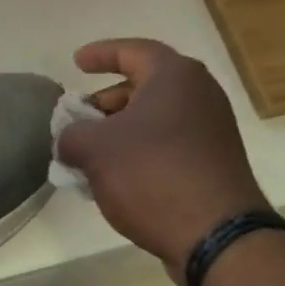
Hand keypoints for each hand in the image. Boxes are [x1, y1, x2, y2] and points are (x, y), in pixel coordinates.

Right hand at [56, 39, 268, 271]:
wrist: (215, 234)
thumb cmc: (152, 174)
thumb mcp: (94, 150)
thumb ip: (72, 135)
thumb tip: (69, 140)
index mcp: (174, 76)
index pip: (133, 51)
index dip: (101, 54)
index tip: (76, 63)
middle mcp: (200, 94)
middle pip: (146, 85)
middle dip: (108, 100)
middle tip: (80, 117)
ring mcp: (212, 129)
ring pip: (157, 117)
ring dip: (122, 129)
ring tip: (92, 151)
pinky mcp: (215, 162)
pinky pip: (170, 143)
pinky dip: (142, 149)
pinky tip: (119, 175)